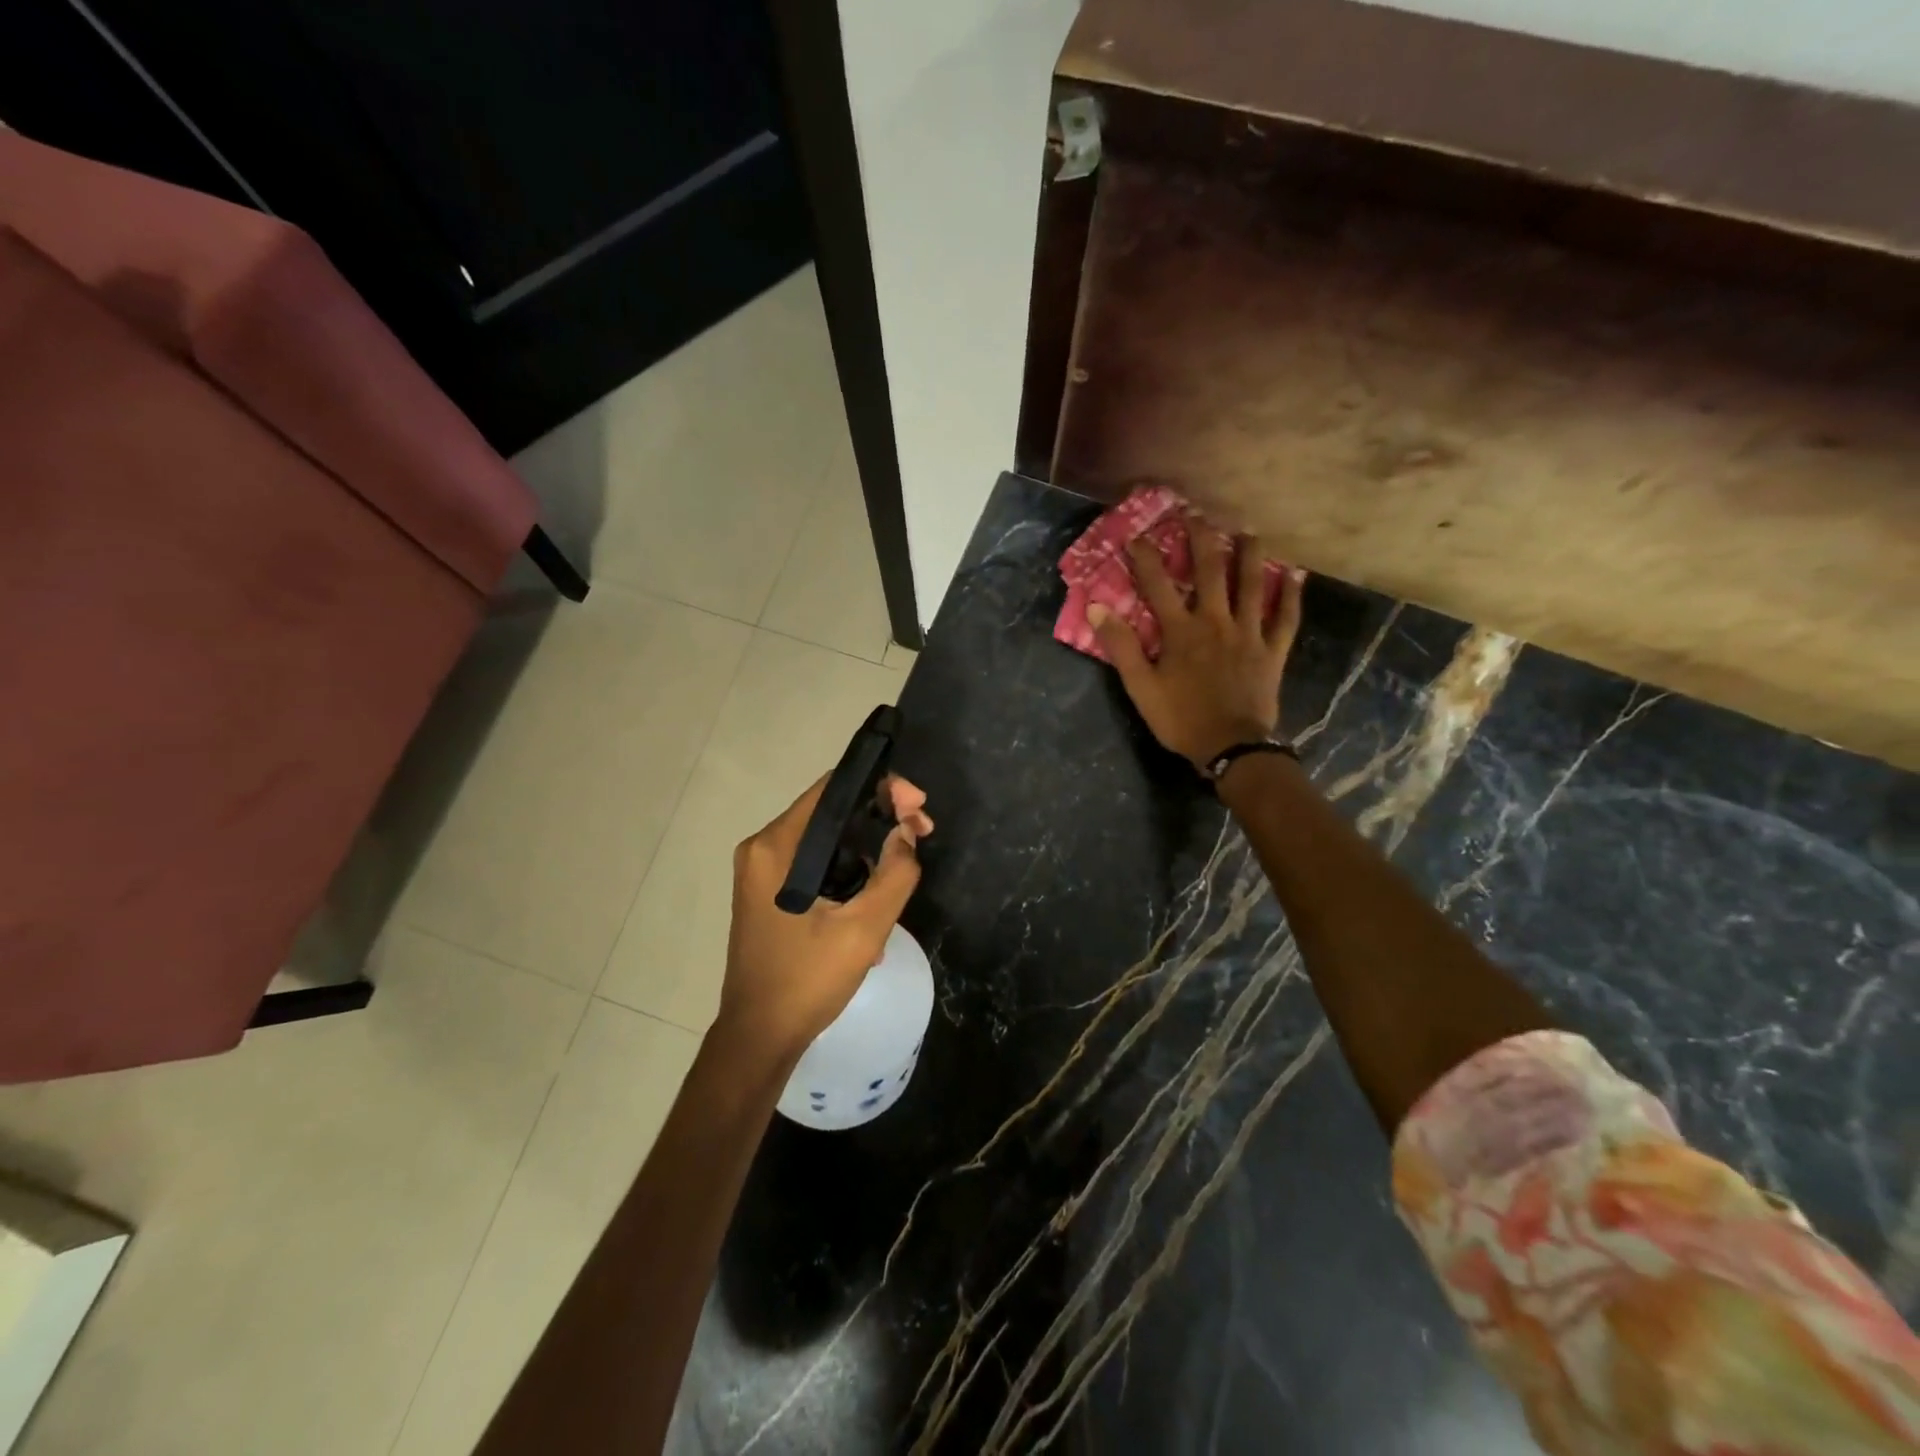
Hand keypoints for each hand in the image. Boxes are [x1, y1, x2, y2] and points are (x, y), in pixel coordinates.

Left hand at [717, 773, 933, 1065]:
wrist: (759, 1037)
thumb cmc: (807, 981)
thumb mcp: (864, 929)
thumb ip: (895, 874)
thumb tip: (907, 832)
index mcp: (777, 846)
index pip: (834, 788)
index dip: (882, 788)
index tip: (918, 808)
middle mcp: (764, 848)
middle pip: (832, 811)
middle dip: (881, 818)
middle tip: (922, 834)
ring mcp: (762, 871)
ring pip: (828, 839)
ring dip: (868, 850)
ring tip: (903, 874)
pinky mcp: (769, 891)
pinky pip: (816, 863)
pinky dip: (848, 871)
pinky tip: (873, 903)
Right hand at [1090, 518, 1305, 769]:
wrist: (1231, 746)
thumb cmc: (1181, 718)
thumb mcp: (1141, 687)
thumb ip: (1121, 647)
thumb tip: (1097, 609)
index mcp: (1180, 631)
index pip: (1158, 585)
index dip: (1145, 558)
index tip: (1135, 535)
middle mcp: (1215, 621)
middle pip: (1209, 571)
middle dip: (1201, 539)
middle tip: (1196, 514)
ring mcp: (1248, 633)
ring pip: (1251, 585)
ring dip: (1249, 555)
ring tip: (1248, 531)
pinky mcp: (1272, 650)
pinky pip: (1286, 618)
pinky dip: (1291, 596)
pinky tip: (1295, 575)